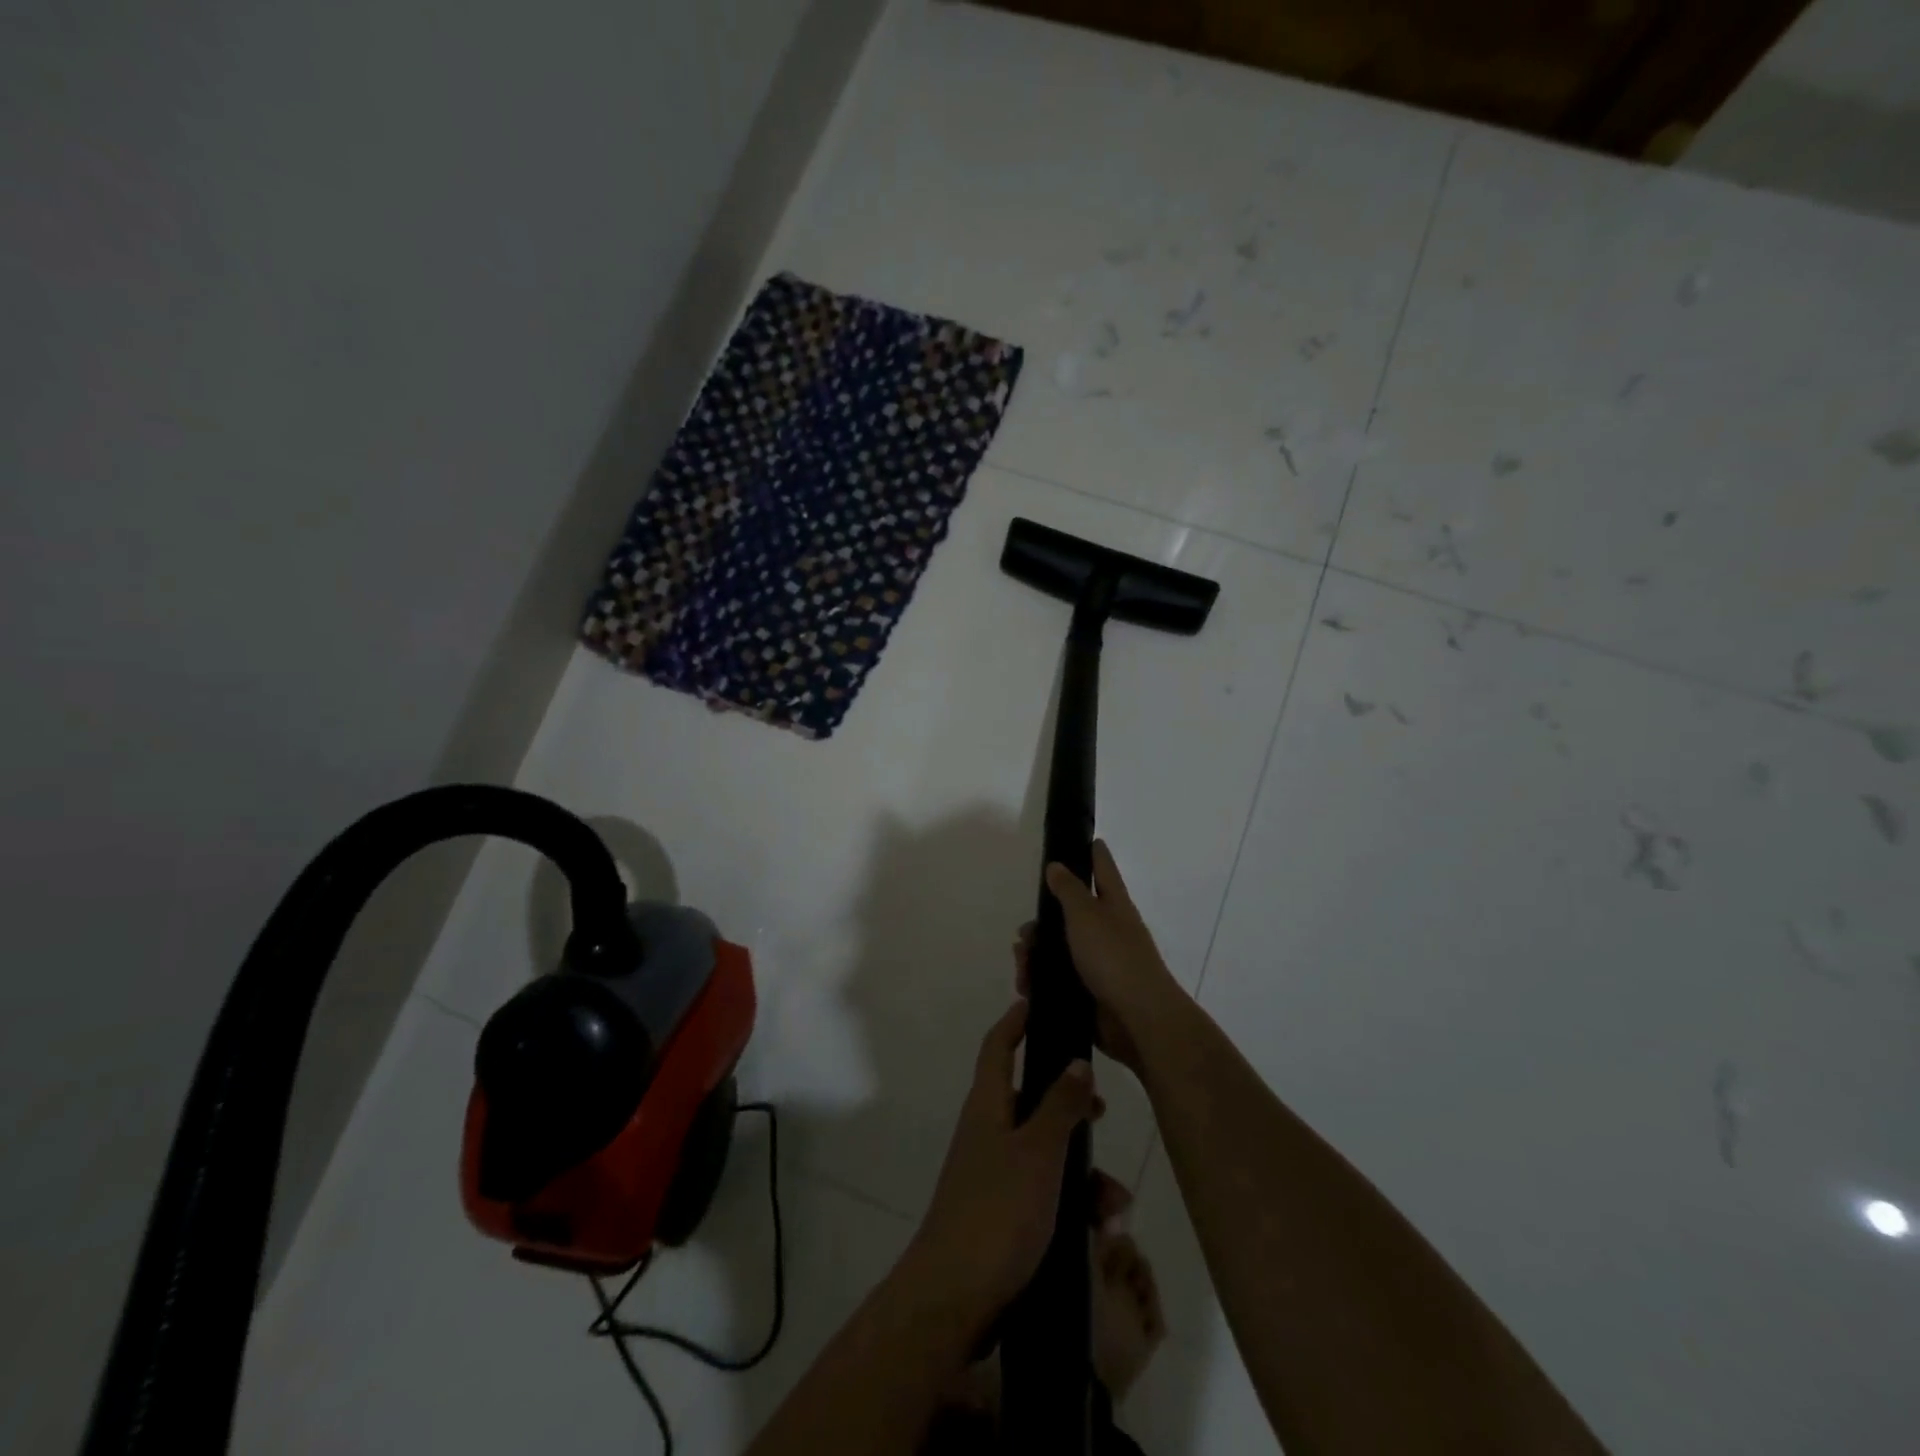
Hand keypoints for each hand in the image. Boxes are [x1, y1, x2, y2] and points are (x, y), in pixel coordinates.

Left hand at [904, 1000, 1099, 1334]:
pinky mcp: (1005, 1215)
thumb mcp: (1038, 1153)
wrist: (953, 1300)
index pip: (998, 1047)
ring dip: (1084, 1173)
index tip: (1037, 1002)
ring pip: (1047, 1154)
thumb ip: (1060, 1105)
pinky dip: (1074, 1206)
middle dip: (1070, 1105)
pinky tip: (1102, 1233)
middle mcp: (988, 1132)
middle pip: (1031, 1100)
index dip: (1015, 1022)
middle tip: (1102, 1108)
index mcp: (987, 1106)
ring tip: (1115, 1205)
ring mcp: (994, 1175)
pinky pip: (1046, 1195)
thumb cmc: (996, 1212)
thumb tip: (1075, 1060)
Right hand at [1017, 840, 1181, 1075]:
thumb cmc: (1114, 957)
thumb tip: (1057, 865)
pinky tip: (1027, 986)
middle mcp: (1109, 931)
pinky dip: (1041, 981)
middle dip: (1044, 922)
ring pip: (1061, 950)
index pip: (1103, 869)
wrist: (1138, 1020)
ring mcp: (1101, 964)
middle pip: (1072, 914)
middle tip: (1024, 933)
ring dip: (1037, 955)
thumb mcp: (1086, 915)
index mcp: (1114, 905)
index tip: (1085, 839)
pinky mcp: (1091, 993)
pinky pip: (1060, 980)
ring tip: (1021, 964)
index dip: (1094, 853)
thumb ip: (1068, 890)